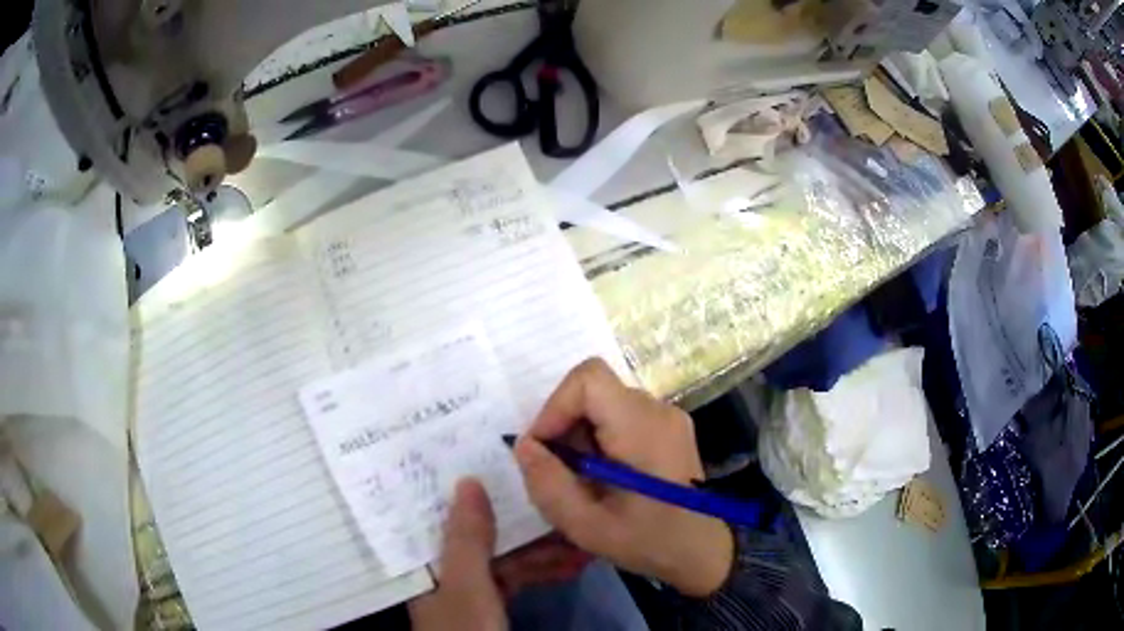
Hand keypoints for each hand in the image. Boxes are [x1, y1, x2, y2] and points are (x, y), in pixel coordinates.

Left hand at [409, 480, 592, 630]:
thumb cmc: (465, 629)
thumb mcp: (466, 586)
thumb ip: (466, 538)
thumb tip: (468, 479)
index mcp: (424, 561)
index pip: (440, 512)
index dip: (469, 488)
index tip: (501, 462)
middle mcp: (443, 570)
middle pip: (480, 533)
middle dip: (522, 521)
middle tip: (558, 498)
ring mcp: (469, 589)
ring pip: (504, 556)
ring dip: (541, 547)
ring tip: (580, 536)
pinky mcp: (492, 605)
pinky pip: (516, 578)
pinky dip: (541, 571)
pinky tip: (571, 564)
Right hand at [514, 358, 733, 597]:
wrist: (702, 550)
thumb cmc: (649, 541)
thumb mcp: (586, 526)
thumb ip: (548, 484)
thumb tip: (525, 445)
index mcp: (643, 427)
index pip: (589, 379)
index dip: (555, 406)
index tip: (544, 448)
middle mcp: (658, 410)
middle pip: (593, 391)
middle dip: (564, 426)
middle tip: (560, 472)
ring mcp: (666, 416)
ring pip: (604, 403)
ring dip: (580, 435)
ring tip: (582, 479)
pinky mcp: (667, 427)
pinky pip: (620, 416)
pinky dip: (598, 438)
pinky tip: (602, 475)